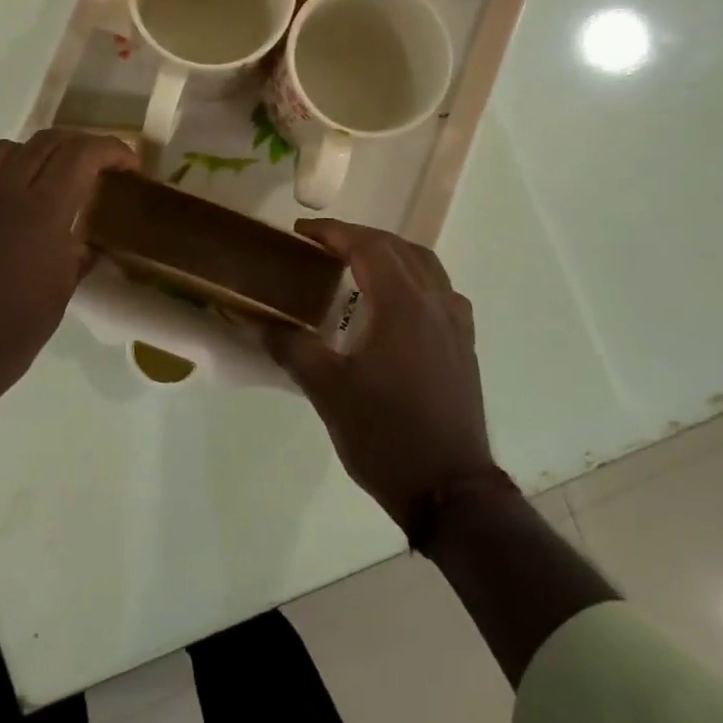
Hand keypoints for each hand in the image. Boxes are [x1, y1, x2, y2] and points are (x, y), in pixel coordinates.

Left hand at [0, 129, 136, 439]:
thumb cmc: (0, 343)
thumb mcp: (54, 303)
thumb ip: (74, 260)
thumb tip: (87, 242)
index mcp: (41, 213)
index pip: (82, 154)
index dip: (112, 149)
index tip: (129, 165)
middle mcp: (1, 191)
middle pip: (46, 141)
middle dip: (78, 146)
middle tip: (95, 170)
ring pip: (4, 150)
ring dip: (34, 156)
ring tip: (46, 184)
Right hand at [264, 220, 496, 531]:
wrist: (449, 489)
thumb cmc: (385, 435)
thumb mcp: (328, 391)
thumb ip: (293, 348)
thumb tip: (259, 321)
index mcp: (403, 305)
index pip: (369, 247)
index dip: (333, 232)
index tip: (301, 232)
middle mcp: (436, 303)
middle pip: (399, 249)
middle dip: (359, 238)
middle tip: (322, 246)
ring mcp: (455, 325)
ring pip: (426, 267)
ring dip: (391, 255)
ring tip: (357, 267)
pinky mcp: (463, 347)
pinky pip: (440, 293)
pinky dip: (414, 281)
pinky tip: (395, 306)